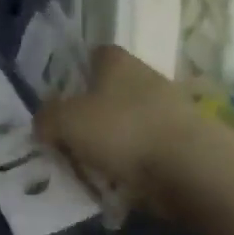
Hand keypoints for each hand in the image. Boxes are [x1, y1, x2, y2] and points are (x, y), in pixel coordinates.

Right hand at [36, 46, 204, 205]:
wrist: (190, 167)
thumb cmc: (122, 130)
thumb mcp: (67, 122)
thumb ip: (47, 118)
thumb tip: (43, 122)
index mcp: (117, 62)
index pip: (96, 53)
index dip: (78, 69)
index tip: (63, 94)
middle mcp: (146, 78)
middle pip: (113, 89)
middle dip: (94, 110)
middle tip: (71, 135)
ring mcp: (170, 110)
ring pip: (131, 120)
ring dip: (114, 139)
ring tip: (91, 165)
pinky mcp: (185, 141)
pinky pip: (148, 148)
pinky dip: (134, 162)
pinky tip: (118, 181)